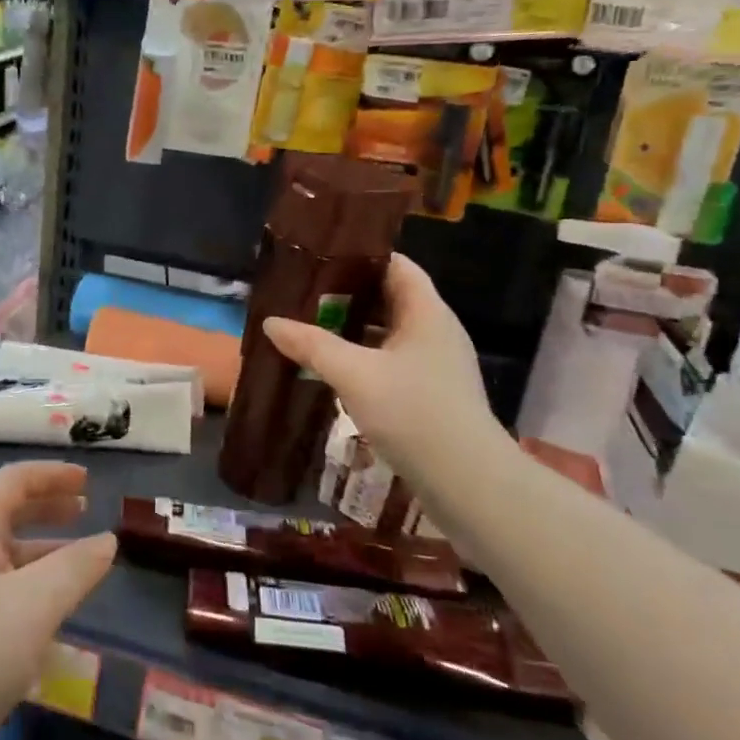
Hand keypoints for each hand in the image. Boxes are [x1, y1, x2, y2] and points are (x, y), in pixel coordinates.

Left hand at [0, 460, 115, 739]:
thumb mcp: (36, 604)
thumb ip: (77, 567)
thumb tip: (108, 541)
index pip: (12, 481)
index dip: (52, 475)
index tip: (88, 481)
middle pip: (5, 513)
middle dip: (47, 508)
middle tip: (86, 511)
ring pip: (3, 556)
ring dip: (42, 551)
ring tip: (80, 565)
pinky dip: (29, 587)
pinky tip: (50, 616)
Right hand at [263, 254, 504, 488]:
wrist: (468, 484)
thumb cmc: (414, 413)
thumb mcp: (354, 374)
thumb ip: (312, 344)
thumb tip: (271, 322)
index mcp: (427, 312)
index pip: (396, 264)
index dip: (361, 255)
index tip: (320, 255)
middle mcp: (436, 330)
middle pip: (390, 297)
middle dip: (348, 294)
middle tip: (304, 293)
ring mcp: (436, 364)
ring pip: (389, 332)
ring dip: (353, 329)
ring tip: (310, 326)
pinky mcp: (432, 394)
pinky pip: (392, 361)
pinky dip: (363, 358)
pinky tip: (334, 369)